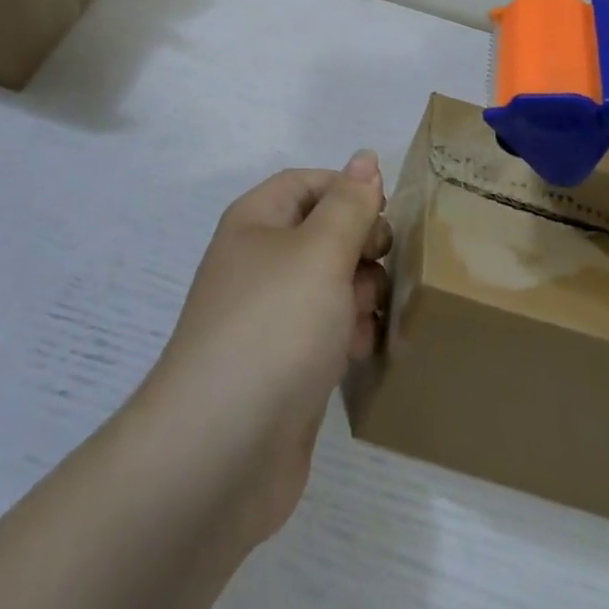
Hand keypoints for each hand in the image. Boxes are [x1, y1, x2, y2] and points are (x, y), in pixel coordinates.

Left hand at [134, 153, 389, 546]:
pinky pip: (325, 331)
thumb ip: (349, 204)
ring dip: (361, 293)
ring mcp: (269, 317)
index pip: (308, 183)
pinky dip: (348, 335)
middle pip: (322, 233)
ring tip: (372, 315)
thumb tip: (364, 157)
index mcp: (256, 222)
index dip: (349, 191)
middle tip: (383, 267)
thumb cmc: (274, 327)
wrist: (221, 451)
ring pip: (329, 284)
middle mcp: (259, 262)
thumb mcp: (319, 251)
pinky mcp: (283, 367)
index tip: (386, 217)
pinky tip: (362, 352)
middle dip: (360, 246)